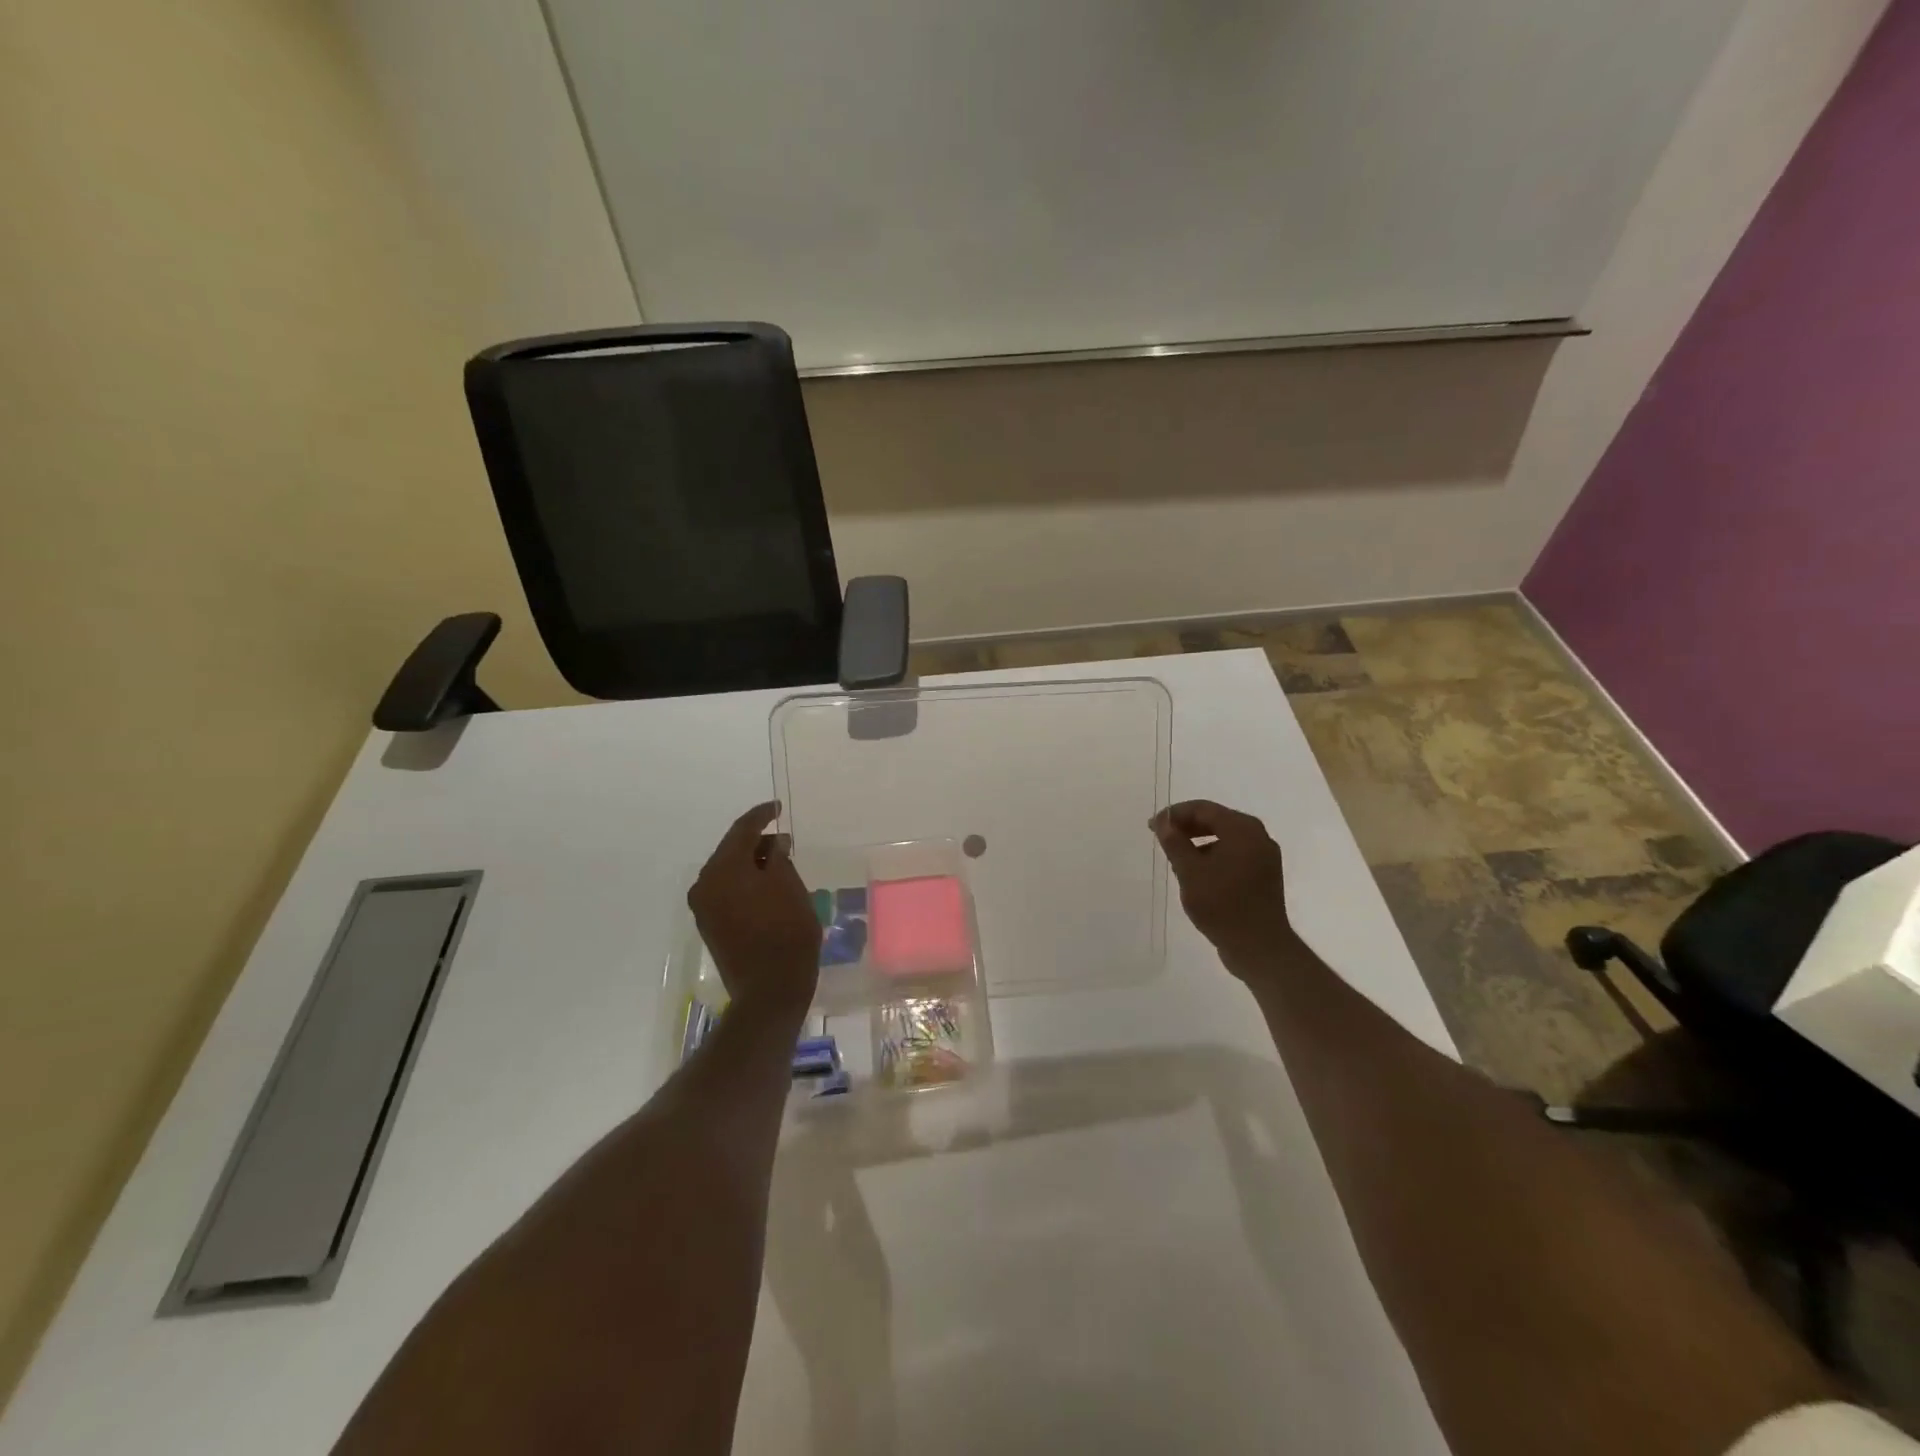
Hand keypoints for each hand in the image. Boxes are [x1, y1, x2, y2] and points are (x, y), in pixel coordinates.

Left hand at [688, 802, 819, 1018]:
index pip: (742, 830)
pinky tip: (766, 886)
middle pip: (731, 851)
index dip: (761, 815)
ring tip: (779, 863)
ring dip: (751, 864)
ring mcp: (704, 908)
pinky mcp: (710, 927)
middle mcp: (705, 884)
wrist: (769, 990)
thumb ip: (778, 857)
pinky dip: (745, 883)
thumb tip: (774, 844)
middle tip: (784, 840)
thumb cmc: (786, 932)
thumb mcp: (789, 886)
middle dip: (757, 842)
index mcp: (722, 869)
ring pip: (728, 872)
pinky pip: (727, 891)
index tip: (777, 808)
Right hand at [1151, 799, 1299, 973]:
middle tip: (1161, 837)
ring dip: (1198, 842)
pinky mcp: (1264, 876)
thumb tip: (1163, 821)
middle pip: (1216, 820)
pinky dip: (1213, 856)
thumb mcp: (1190, 872)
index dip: (1175, 814)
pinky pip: (1234, 855)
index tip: (1152, 826)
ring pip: (1225, 838)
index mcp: (1243, 830)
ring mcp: (1264, 857)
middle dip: (1186, 826)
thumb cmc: (1222, 905)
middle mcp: (1258, 837)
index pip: (1203, 809)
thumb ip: (1175, 842)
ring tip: (1175, 856)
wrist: (1259, 948)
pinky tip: (1196, 873)